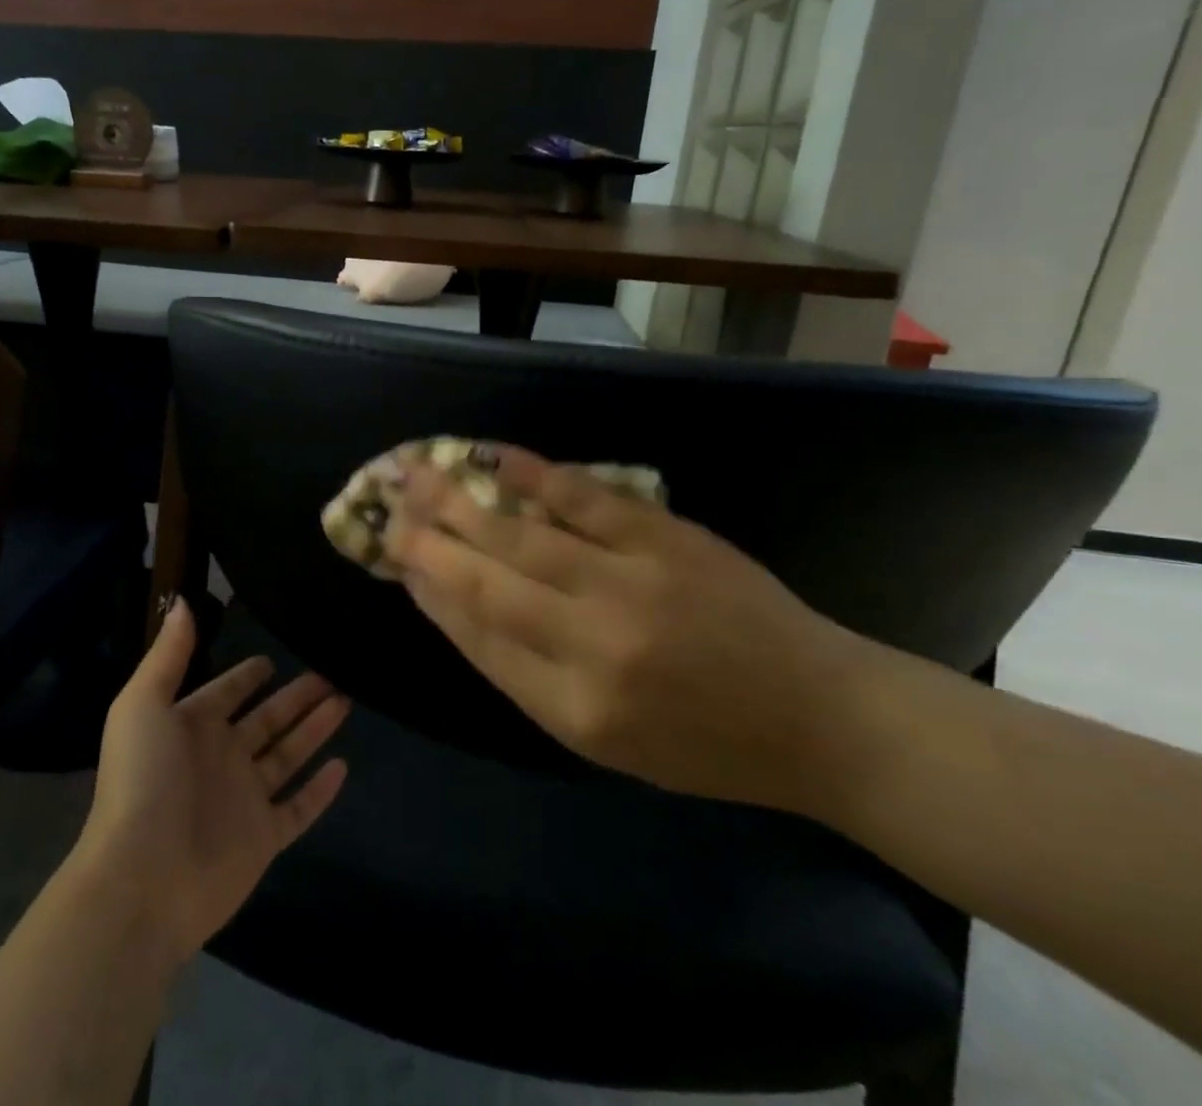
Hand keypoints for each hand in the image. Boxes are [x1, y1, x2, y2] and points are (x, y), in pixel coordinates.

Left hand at [71, 599, 350, 965]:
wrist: (141, 880)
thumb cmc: (142, 781)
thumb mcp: (143, 704)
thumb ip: (169, 654)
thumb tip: (183, 601)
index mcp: (192, 726)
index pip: (227, 691)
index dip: (248, 675)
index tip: (274, 655)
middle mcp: (221, 757)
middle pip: (268, 718)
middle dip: (297, 695)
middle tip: (331, 671)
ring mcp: (243, 799)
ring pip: (288, 755)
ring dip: (315, 729)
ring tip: (346, 700)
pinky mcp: (263, 838)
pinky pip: (298, 808)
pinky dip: (320, 790)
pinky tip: (343, 766)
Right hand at [383, 447, 878, 812]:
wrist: (817, 716)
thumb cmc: (703, 745)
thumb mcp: (604, 742)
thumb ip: (524, 674)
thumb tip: (455, 603)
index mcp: (572, 711)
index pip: (476, 637)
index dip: (428, 591)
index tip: (393, 557)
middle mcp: (592, 646)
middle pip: (486, 582)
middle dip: (426, 541)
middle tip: (384, 506)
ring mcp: (630, 584)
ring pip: (522, 535)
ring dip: (462, 501)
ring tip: (416, 474)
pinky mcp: (665, 539)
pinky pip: (583, 499)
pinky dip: (532, 475)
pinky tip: (492, 457)